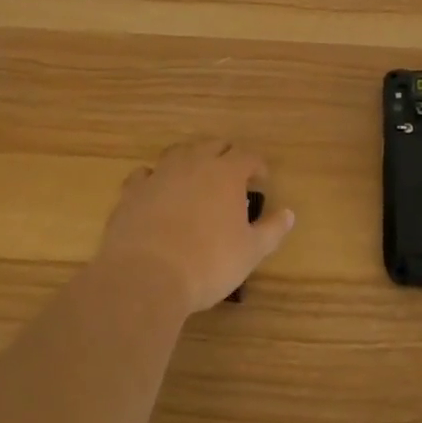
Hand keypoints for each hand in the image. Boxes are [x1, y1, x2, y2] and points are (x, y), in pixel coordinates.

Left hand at [93, 138, 295, 314]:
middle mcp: (194, 163)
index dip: (257, 167)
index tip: (261, 181)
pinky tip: (156, 193)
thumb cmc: (208, 263)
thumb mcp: (250, 252)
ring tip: (194, 177)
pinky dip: (154, 179)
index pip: (248, 157)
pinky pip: (145, 174)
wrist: (145, 277)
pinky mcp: (132, 191)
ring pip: (178, 152)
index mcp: (227, 173)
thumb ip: (272, 230)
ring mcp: (160, 174)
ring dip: (190, 160)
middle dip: (225, 156)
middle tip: (231, 176)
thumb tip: (289, 214)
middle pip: (214, 145)